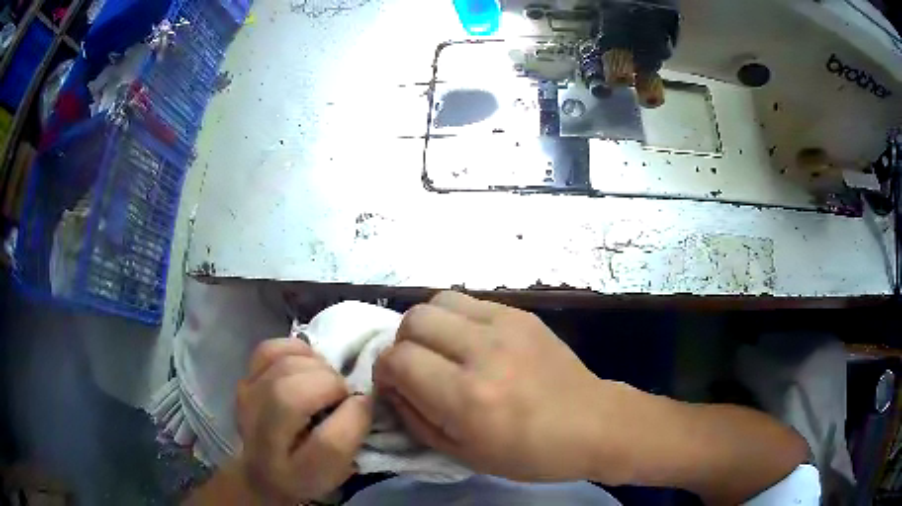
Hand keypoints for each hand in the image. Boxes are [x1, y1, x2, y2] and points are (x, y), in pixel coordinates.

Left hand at [235, 338, 371, 503]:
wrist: (261, 472)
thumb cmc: (305, 475)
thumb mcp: (336, 472)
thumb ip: (352, 439)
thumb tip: (362, 398)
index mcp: (294, 474)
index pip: (328, 443)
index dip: (354, 417)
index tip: (365, 406)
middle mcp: (262, 439)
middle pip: (294, 396)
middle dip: (331, 385)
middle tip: (342, 394)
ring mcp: (247, 403)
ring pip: (283, 367)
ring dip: (317, 367)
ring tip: (326, 381)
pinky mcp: (244, 381)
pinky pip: (269, 350)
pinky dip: (295, 350)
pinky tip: (307, 365)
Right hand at [374, 292, 621, 482]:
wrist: (593, 424)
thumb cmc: (530, 453)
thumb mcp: (463, 454)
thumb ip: (416, 419)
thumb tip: (391, 387)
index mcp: (467, 397)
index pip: (398, 360)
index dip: (384, 371)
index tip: (394, 384)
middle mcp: (483, 353)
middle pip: (414, 320)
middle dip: (402, 344)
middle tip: (416, 367)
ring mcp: (506, 326)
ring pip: (438, 300)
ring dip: (427, 325)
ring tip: (440, 350)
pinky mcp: (522, 314)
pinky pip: (470, 301)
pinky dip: (455, 319)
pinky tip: (470, 342)